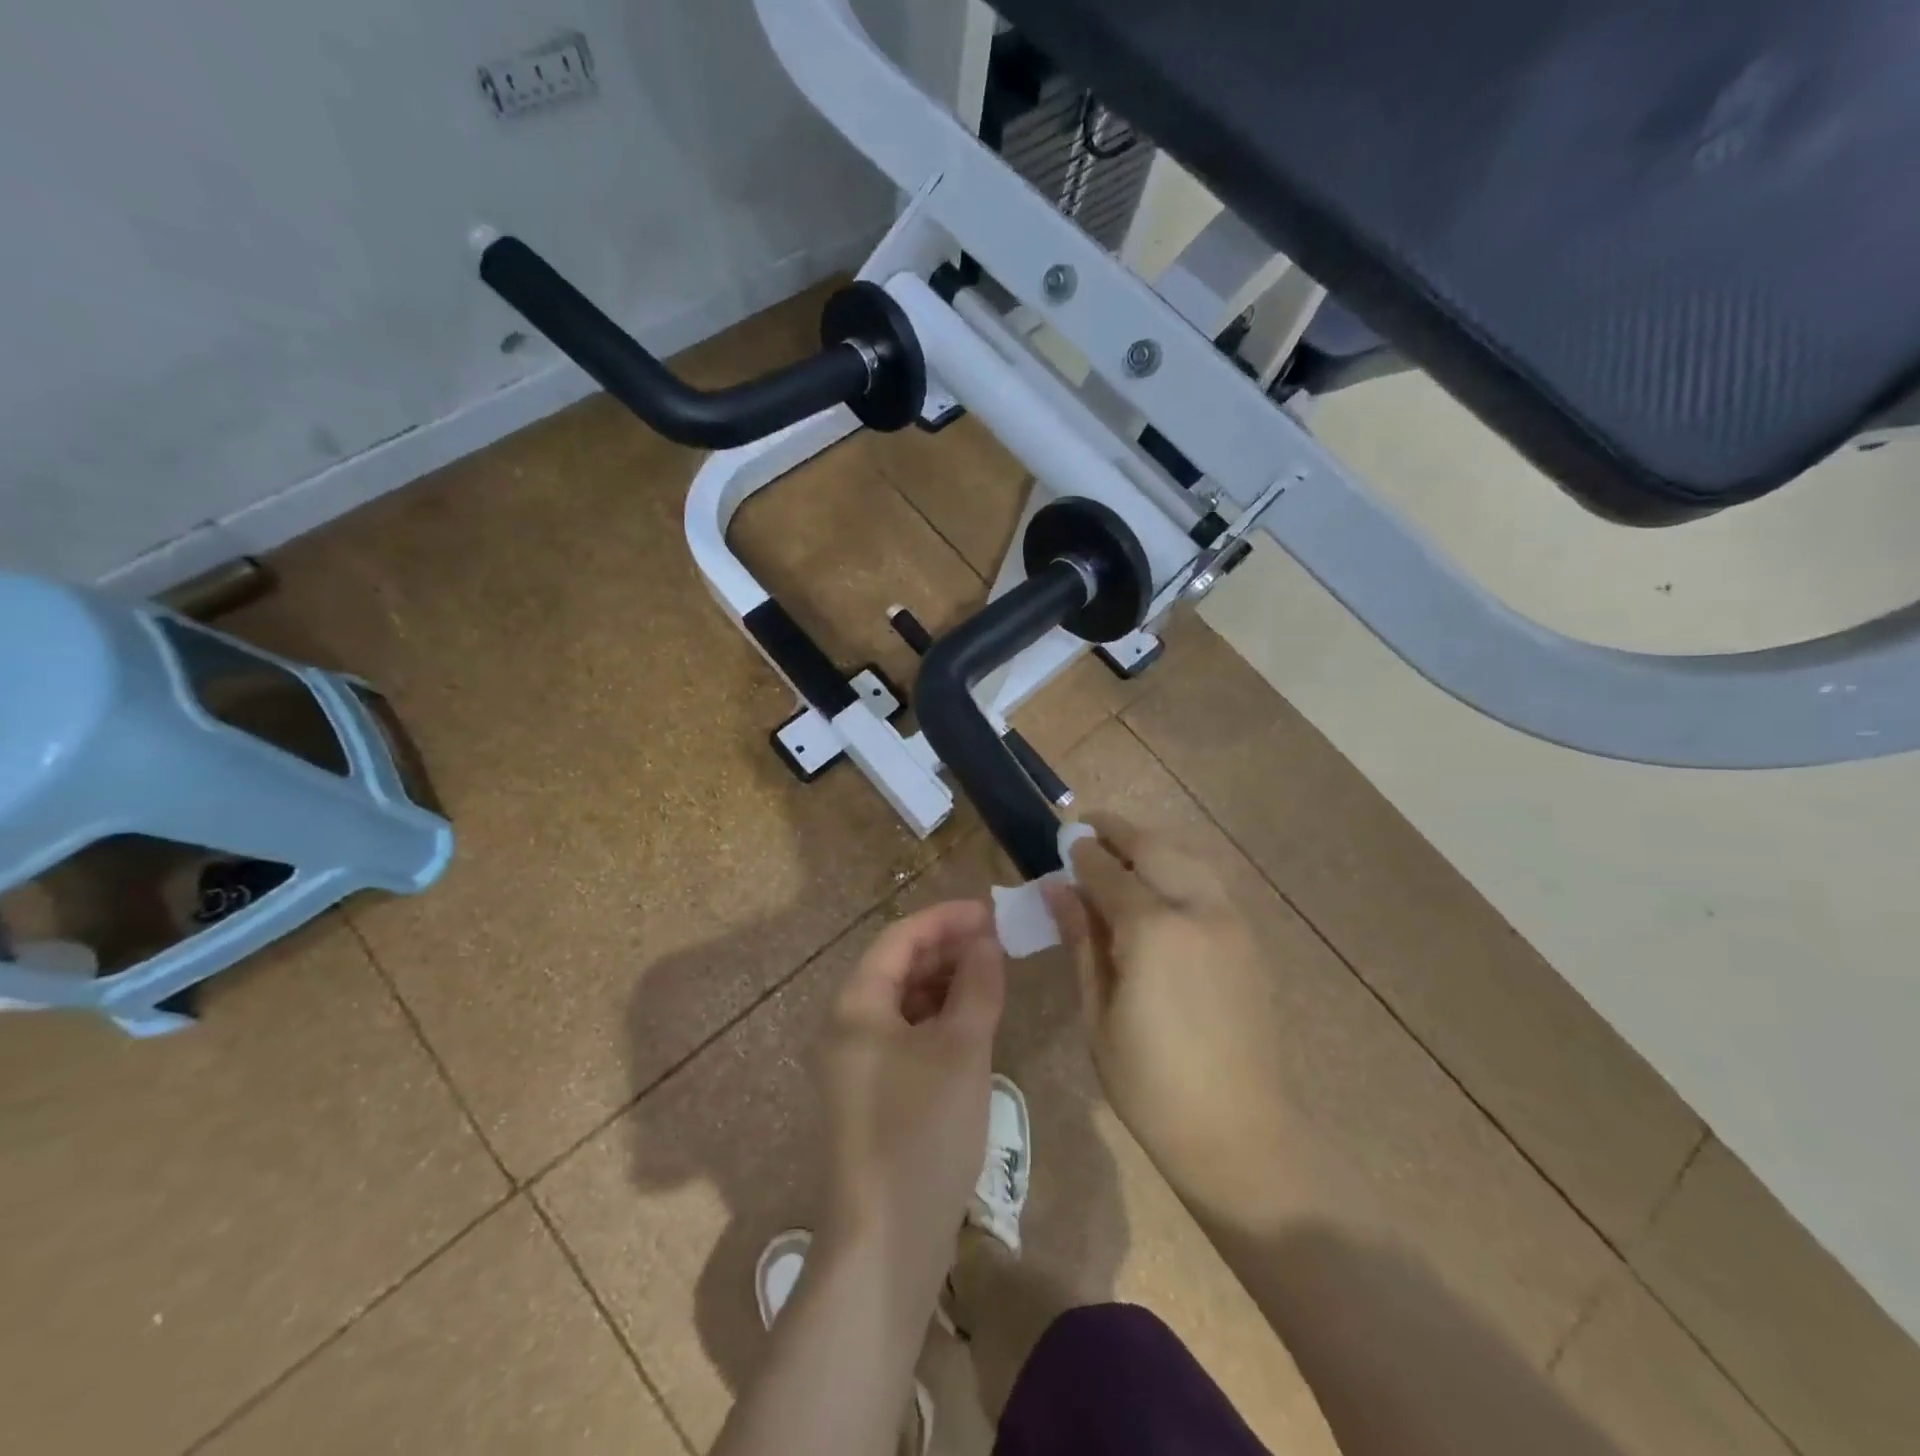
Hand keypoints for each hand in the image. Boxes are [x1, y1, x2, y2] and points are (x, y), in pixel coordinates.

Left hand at [814, 900, 1006, 1302]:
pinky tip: (970, 1024)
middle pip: (898, 966)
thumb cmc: (922, 1131)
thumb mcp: (962, 1050)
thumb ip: (976, 986)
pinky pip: (905, 1036)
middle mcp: (847, 1026)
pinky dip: (937, 1020)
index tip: (990, 912)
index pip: (900, 938)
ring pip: (903, 1002)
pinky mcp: (872, 1095)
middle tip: (996, 943)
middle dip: (946, 949)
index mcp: (856, 1005)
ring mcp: (856, 1063)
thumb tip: (986, 943)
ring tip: (990, 977)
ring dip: (944, 984)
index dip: (945, 919)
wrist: (885, 1243)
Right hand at [1044, 814, 1293, 1217]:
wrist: (1238, 1129)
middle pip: (1154, 850)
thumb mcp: (1098, 1011)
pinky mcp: (1248, 939)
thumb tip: (1056, 888)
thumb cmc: (1149, 1081)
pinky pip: (1209, 882)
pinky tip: (1162, 881)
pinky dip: (1181, 866)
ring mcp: (1230, 922)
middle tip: (1089, 826)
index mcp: (1153, 931)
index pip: (1109, 873)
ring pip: (1189, 858)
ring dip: (1153, 843)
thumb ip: (1080, 940)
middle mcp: (1196, 911)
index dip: (1082, 854)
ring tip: (1123, 846)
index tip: (1063, 840)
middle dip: (1119, 832)